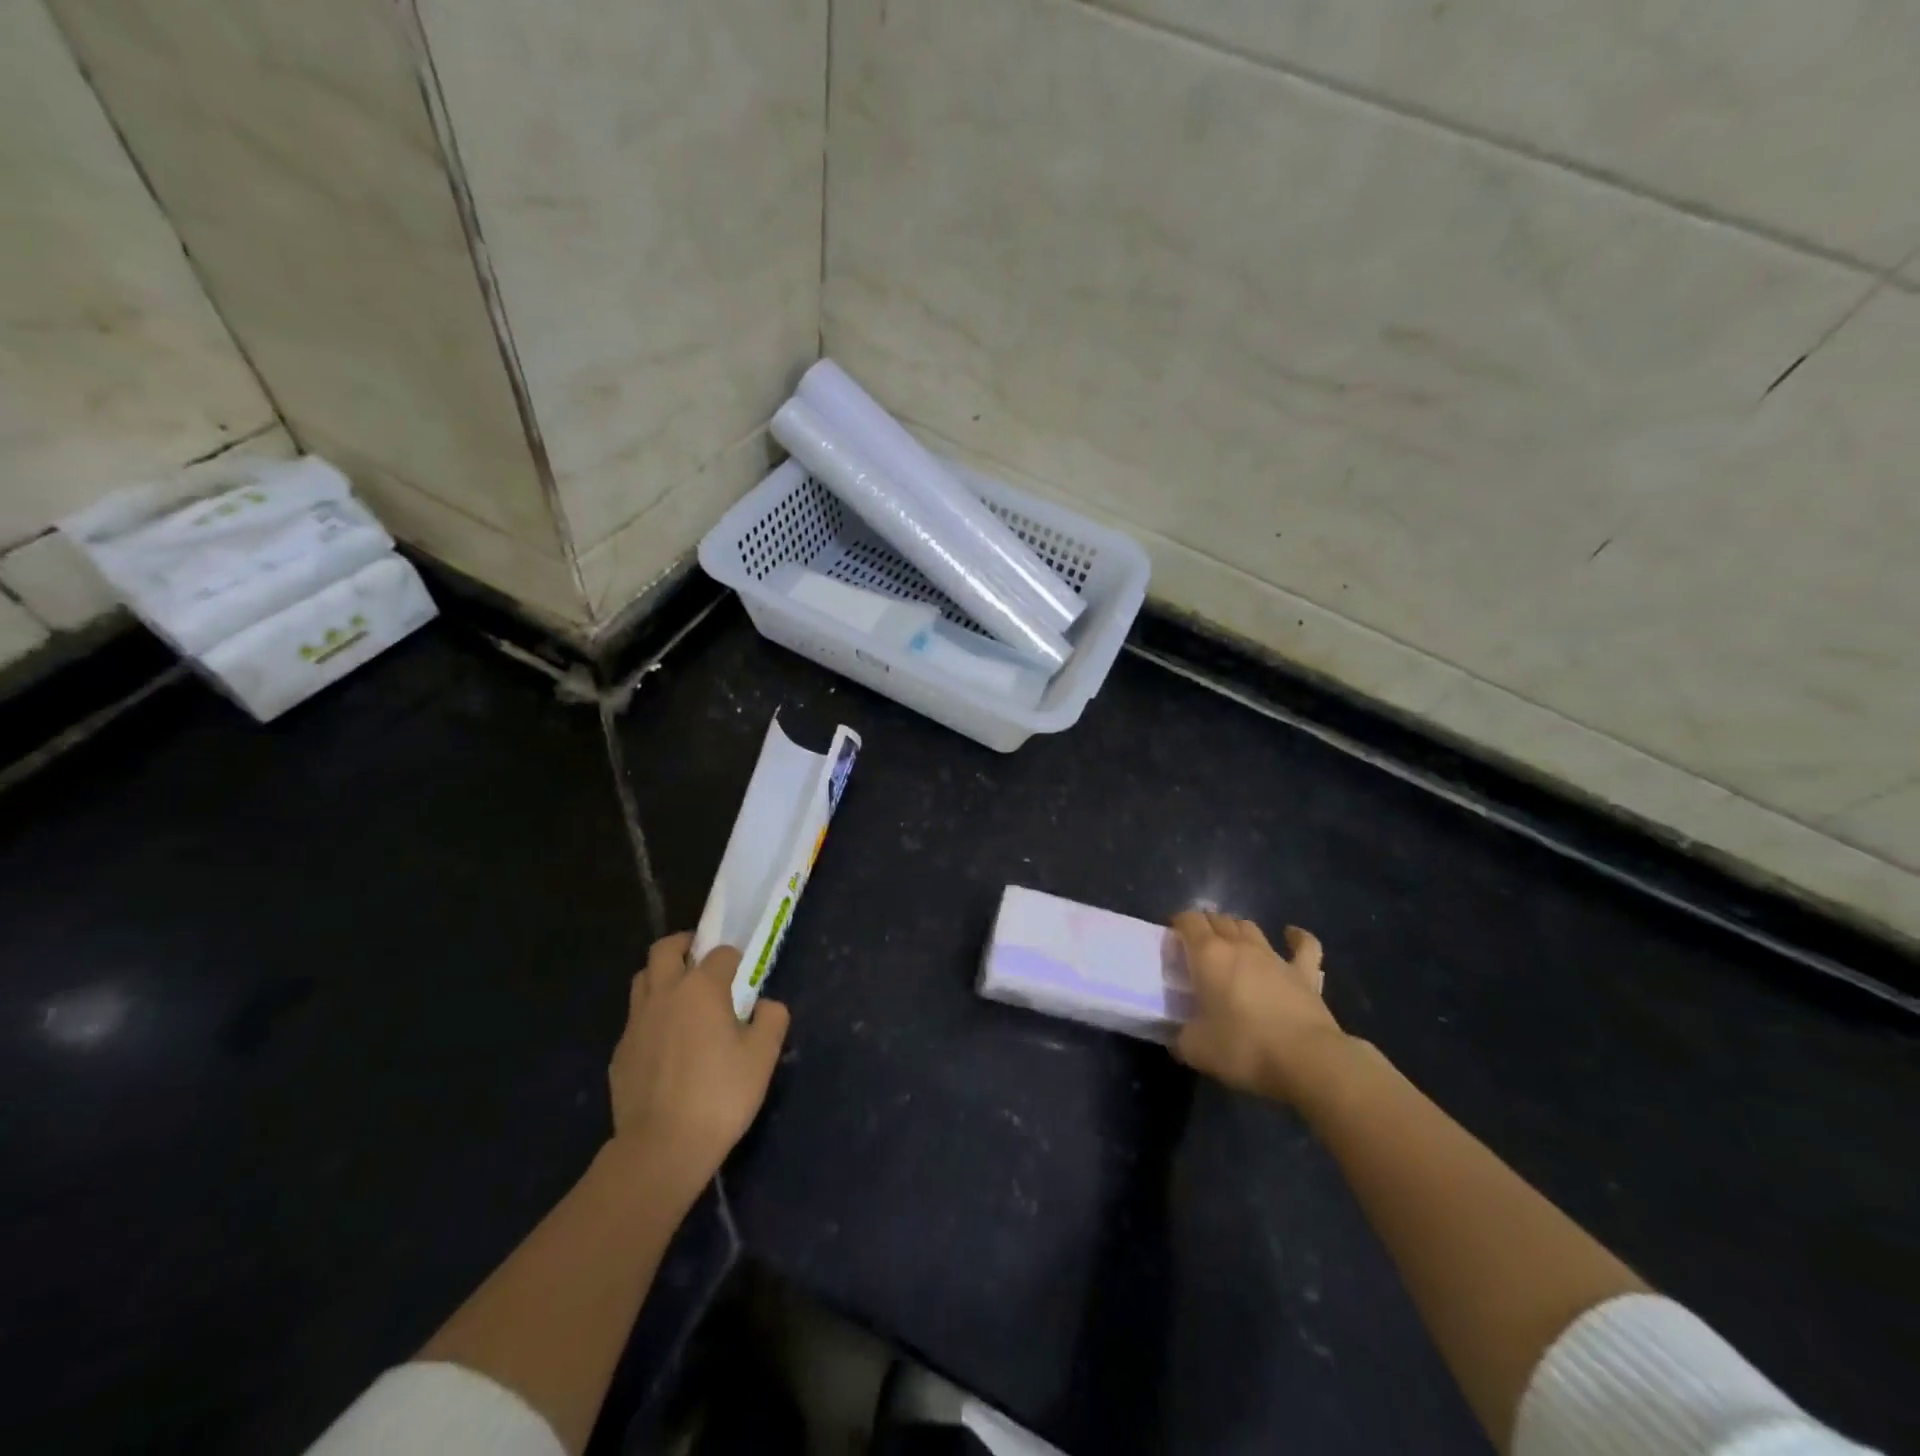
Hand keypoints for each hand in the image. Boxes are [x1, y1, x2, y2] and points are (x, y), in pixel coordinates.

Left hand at [606, 932, 790, 1197]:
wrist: (661, 1147)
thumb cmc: (720, 1095)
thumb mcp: (763, 1056)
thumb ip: (771, 1019)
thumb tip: (766, 1005)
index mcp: (701, 987)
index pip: (720, 953)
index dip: (734, 959)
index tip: (743, 974)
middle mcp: (665, 993)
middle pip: (665, 948)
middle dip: (685, 945)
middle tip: (701, 959)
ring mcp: (637, 1022)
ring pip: (643, 978)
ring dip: (662, 976)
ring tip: (681, 995)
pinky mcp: (620, 1051)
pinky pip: (636, 1018)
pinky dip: (651, 1015)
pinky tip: (666, 1042)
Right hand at [1170, 911, 1346, 1105]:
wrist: (1306, 1060)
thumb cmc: (1243, 1048)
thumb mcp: (1195, 1049)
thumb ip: (1181, 1037)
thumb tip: (1180, 1038)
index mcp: (1208, 955)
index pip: (1188, 921)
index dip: (1178, 923)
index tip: (1172, 937)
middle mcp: (1239, 946)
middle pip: (1219, 919)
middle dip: (1206, 926)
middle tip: (1198, 946)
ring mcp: (1274, 957)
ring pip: (1250, 927)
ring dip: (1237, 929)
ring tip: (1231, 943)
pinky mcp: (1304, 973)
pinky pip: (1303, 946)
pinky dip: (1296, 938)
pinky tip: (1291, 934)